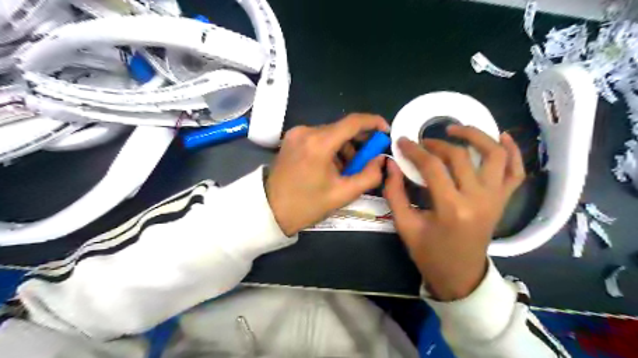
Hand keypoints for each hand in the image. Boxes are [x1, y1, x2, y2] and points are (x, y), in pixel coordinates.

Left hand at [265, 114, 388, 235]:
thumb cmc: (307, 205)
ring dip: (344, 147)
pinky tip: (331, 166)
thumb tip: (381, 159)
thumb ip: (369, 175)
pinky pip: (318, 137)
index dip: (373, 123)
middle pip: (342, 128)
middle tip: (369, 158)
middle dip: (359, 141)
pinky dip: (330, 148)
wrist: (270, 210)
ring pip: (330, 133)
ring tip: (347, 169)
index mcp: (319, 143)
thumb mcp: (343, 194)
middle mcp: (307, 131)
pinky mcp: (291, 139)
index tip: (385, 132)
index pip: (353, 122)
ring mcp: (296, 133)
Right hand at [384, 124, 522, 299]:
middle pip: (460, 156)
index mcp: (451, 208)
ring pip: (494, 155)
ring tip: (456, 129)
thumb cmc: (429, 253)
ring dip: (476, 136)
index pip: (432, 166)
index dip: (414, 150)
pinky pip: (516, 171)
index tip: (402, 141)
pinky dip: (512, 151)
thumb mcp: (405, 225)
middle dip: (437, 143)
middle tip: (422, 143)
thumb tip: (389, 163)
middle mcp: (478, 199)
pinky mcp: (503, 201)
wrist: (460, 275)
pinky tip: (500, 137)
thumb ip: (394, 192)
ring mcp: (495, 198)